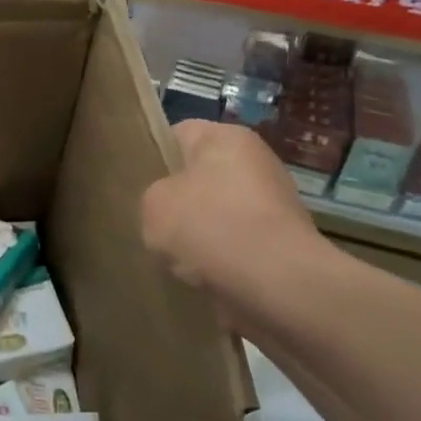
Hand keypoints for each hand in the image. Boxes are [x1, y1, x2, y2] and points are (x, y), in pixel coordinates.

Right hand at [141, 120, 340, 322]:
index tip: (136, 184)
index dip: (154, 157)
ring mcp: (274, 203)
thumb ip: (154, 197)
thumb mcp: (154, 205)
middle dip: (178, 200)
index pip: (178, 134)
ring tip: (174, 256)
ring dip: (199, 232)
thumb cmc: (210, 227)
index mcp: (225, 137)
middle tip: (151, 222)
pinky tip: (201, 276)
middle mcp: (255, 161)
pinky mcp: (283, 243)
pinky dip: (220, 258)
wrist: (278, 286)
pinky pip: (237, 243)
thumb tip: (171, 208)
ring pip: (217, 212)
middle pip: (200, 175)